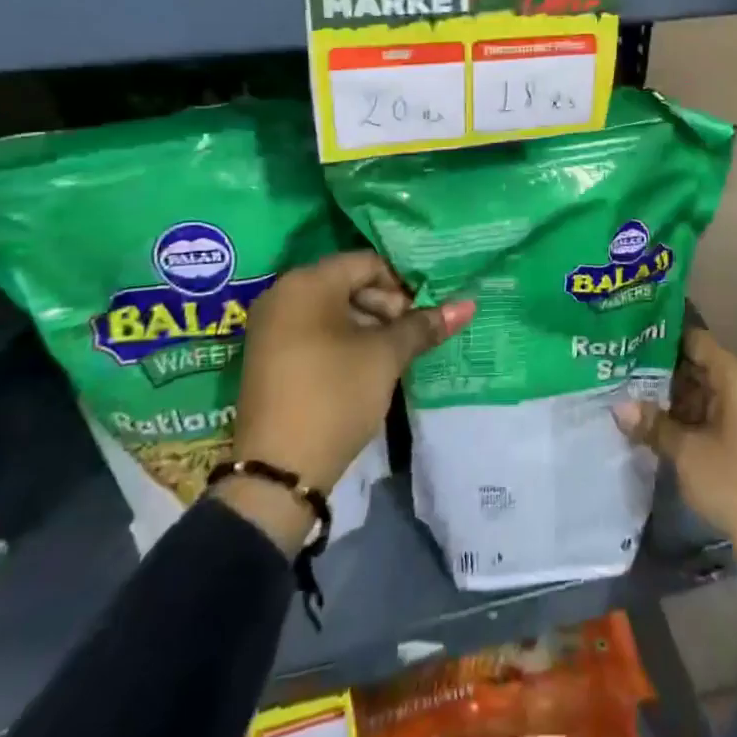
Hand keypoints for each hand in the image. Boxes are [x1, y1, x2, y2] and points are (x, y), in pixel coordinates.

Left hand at [215, 251, 473, 554]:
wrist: (277, 473)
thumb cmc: (335, 395)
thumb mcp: (386, 356)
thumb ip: (424, 325)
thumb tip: (467, 305)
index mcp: (307, 282)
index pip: (368, 264)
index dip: (401, 286)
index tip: (420, 318)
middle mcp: (283, 294)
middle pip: (349, 284)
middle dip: (385, 308)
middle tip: (408, 340)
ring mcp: (271, 326)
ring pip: (333, 310)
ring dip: (367, 327)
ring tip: (391, 358)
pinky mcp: (269, 356)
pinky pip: (314, 332)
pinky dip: (342, 342)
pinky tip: (363, 369)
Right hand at [614, 328, 736, 626]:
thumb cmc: (735, 484)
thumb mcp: (687, 453)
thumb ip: (653, 424)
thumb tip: (617, 406)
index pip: (696, 341)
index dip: (663, 337)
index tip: (630, 334)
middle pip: (699, 366)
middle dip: (661, 370)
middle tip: (620, 365)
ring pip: (703, 393)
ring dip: (671, 397)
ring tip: (628, 391)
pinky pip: (711, 415)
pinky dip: (686, 417)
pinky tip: (653, 423)